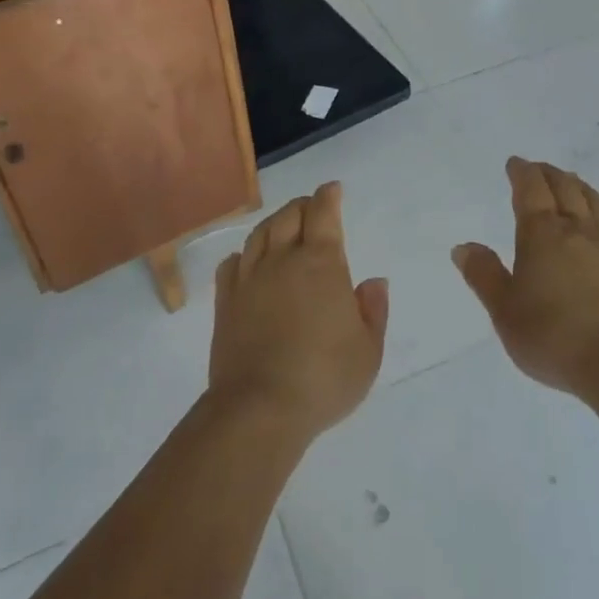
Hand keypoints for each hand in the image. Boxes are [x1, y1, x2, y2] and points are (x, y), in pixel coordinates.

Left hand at [209, 183, 388, 442]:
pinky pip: (232, 264)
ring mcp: (250, 278)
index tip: (333, 189)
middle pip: (290, 215)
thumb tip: (373, 282)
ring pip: (260, 233)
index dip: (329, 196)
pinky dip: (243, 255)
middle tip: (313, 209)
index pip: (323, 213)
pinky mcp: (225, 302)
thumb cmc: (323, 378)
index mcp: (321, 262)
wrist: (259, 408)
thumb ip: (373, 311)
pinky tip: (248, 262)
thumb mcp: (368, 351)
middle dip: (304, 206)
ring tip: (283, 227)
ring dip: (274, 223)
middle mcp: (283, 259)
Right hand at [453, 158, 598, 400]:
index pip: (531, 189)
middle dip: (549, 174)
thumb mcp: (504, 311)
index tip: (515, 163)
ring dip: (581, 188)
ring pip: (596, 204)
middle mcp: (578, 230)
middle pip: (565, 188)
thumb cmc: (555, 336)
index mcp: (542, 234)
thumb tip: (464, 246)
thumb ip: (484, 275)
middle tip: (539, 170)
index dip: (522, 172)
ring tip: (572, 182)